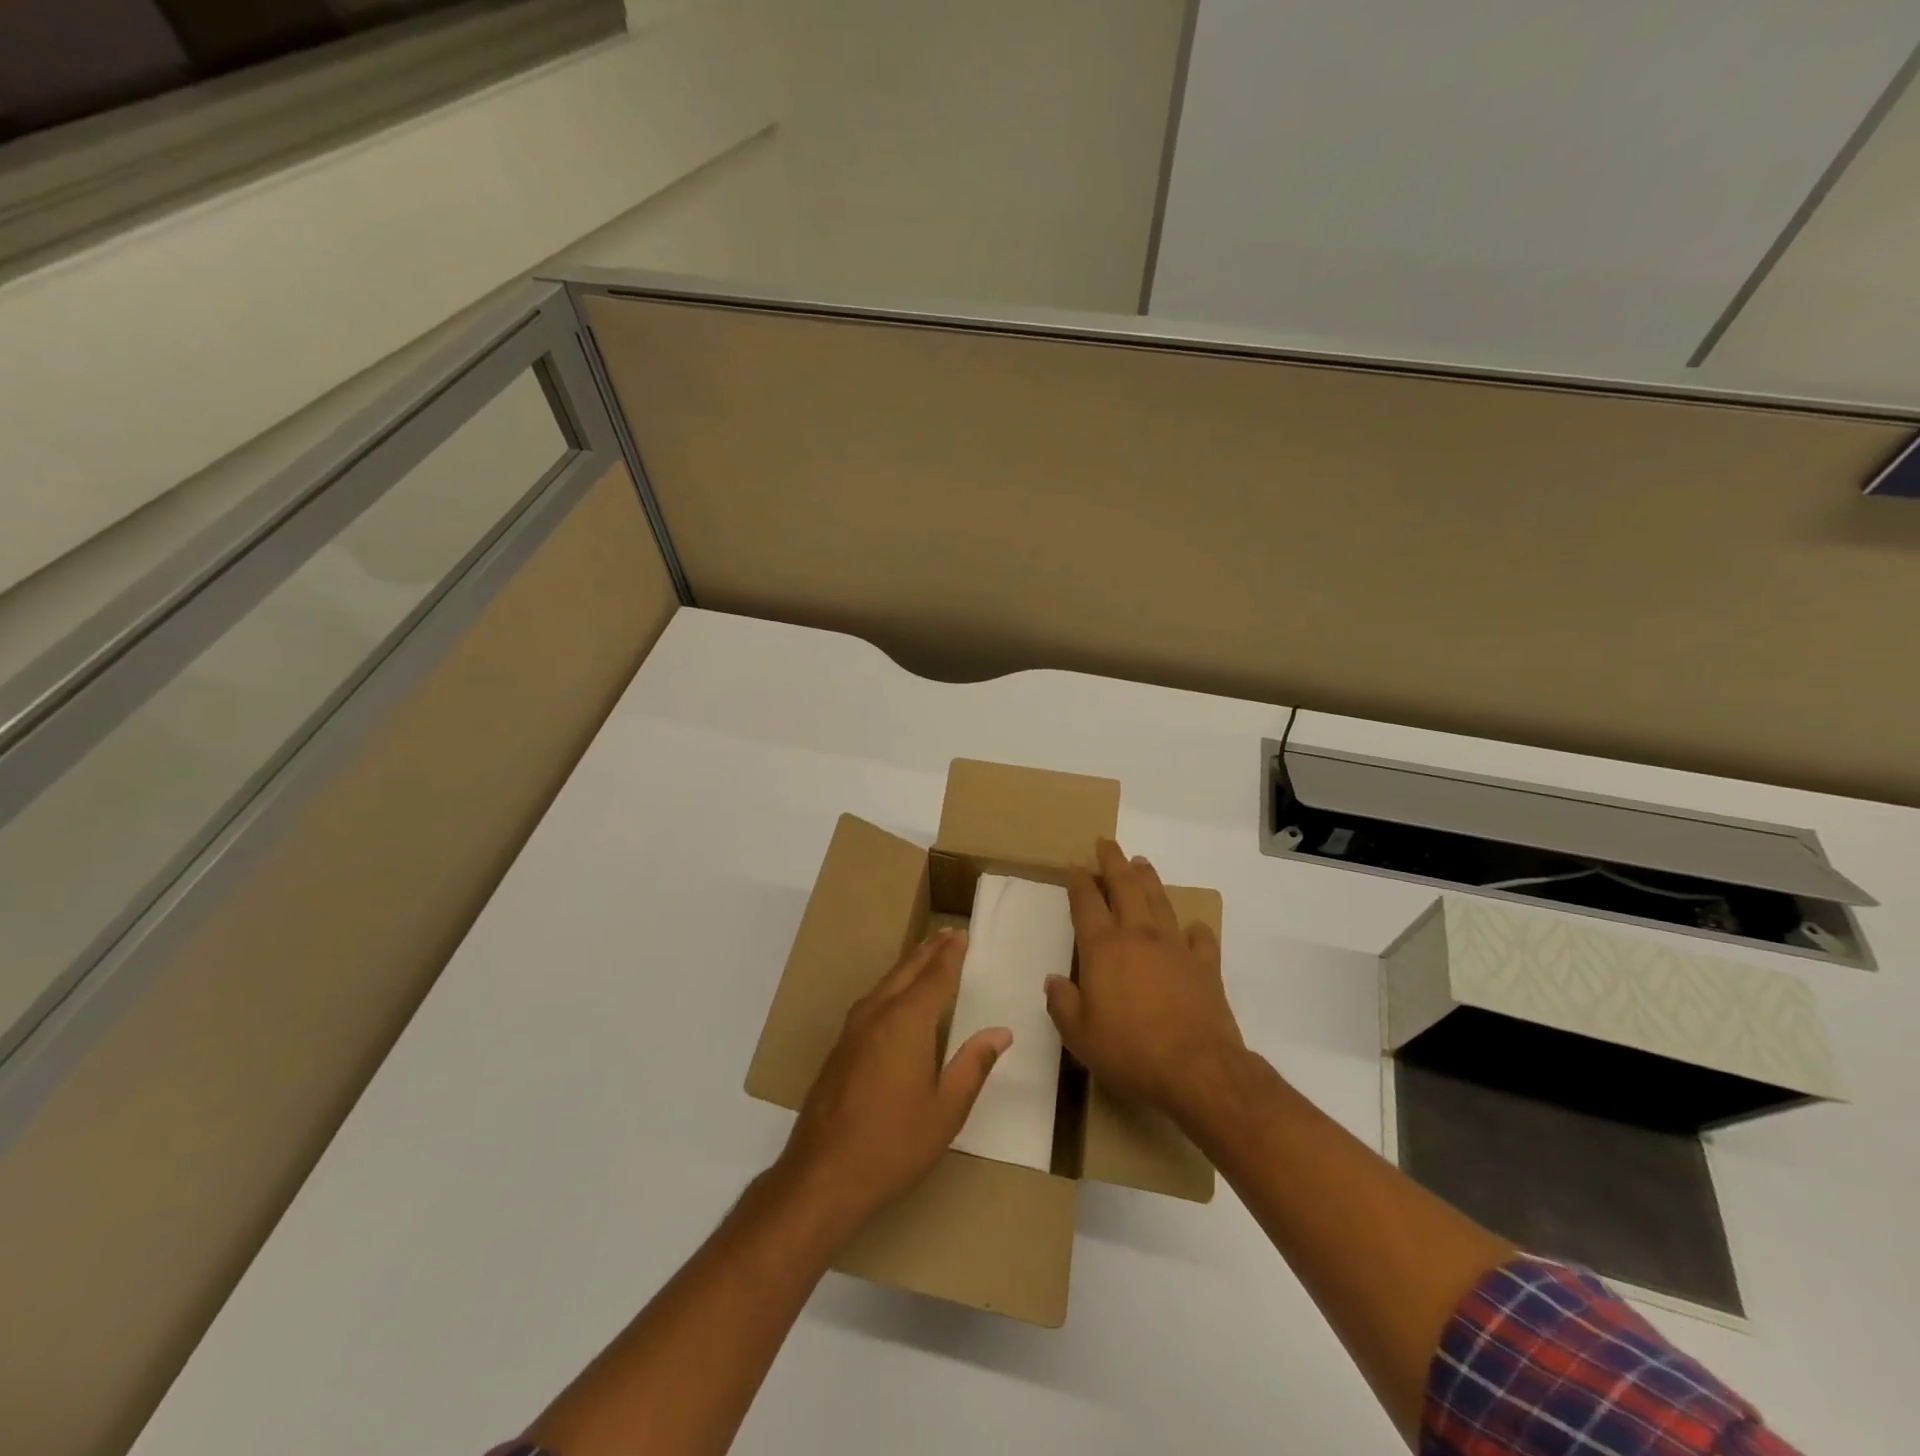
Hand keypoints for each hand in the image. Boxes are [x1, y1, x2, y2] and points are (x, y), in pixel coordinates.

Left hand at [777, 929, 1010, 1233]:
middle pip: (906, 971)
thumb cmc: (893, 1143)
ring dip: (908, 966)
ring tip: (925, 955)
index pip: (935, 977)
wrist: (822, 1174)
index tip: (962, 934)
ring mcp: (852, 1030)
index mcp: (906, 1022)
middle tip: (946, 934)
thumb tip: (1000, 1032)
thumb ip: (973, 1065)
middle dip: (928, 951)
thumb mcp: (946, 1109)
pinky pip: (872, 1001)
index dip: (950, 955)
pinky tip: (895, 997)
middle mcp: (877, 1014)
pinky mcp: (840, 1048)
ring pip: (885, 984)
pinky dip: (891, 986)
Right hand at [1046, 839, 1243, 1122]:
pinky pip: (1200, 938)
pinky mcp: (1205, 965)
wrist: (1197, 1069)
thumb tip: (1054, 980)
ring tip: (1141, 863)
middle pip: (1125, 886)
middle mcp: (1138, 935)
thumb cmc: (1129, 1051)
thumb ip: (1062, 1003)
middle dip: (1113, 861)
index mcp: (1103, 947)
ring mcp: (1175, 946)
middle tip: (1107, 842)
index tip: (1074, 864)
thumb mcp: (1079, 1035)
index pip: (1086, 901)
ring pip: (1159, 900)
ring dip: (1148, 879)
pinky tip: (1193, 927)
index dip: (1079, 880)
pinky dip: (1195, 929)